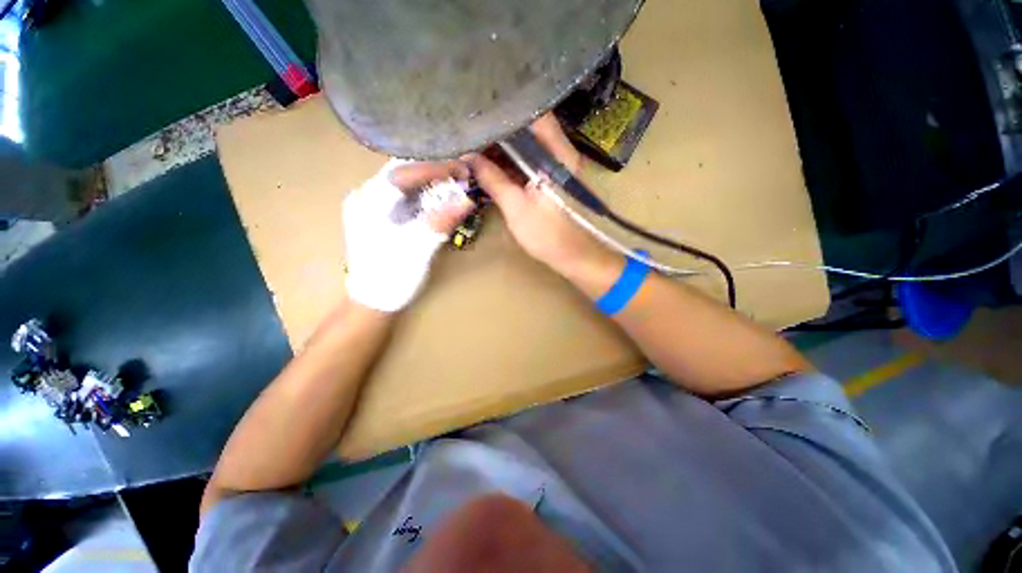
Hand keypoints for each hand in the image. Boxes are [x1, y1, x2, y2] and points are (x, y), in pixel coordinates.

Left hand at [343, 159, 473, 311]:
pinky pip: (404, 198)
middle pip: (402, 173)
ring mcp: (371, 208)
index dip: (435, 168)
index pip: (404, 172)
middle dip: (432, 172)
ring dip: (430, 183)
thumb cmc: (393, 276)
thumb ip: (441, 222)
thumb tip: (467, 200)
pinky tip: (439, 201)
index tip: (462, 169)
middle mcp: (366, 198)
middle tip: (460, 176)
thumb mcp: (419, 248)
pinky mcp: (380, 218)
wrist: (374, 302)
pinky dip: (424, 196)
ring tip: (454, 186)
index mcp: (369, 202)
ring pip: (403, 184)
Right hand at [469, 115, 617, 277]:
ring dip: (507, 149)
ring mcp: (561, 167)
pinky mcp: (557, 181)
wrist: (578, 258)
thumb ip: (493, 179)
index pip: (535, 114)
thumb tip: (469, 159)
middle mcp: (563, 154)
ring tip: (479, 149)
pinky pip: (534, 163)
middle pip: (531, 129)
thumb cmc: (549, 235)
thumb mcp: (516, 208)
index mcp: (558, 155)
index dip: (507, 109)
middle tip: (474, 133)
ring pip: (532, 147)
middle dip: (502, 131)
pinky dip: (516, 163)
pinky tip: (496, 167)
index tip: (481, 112)